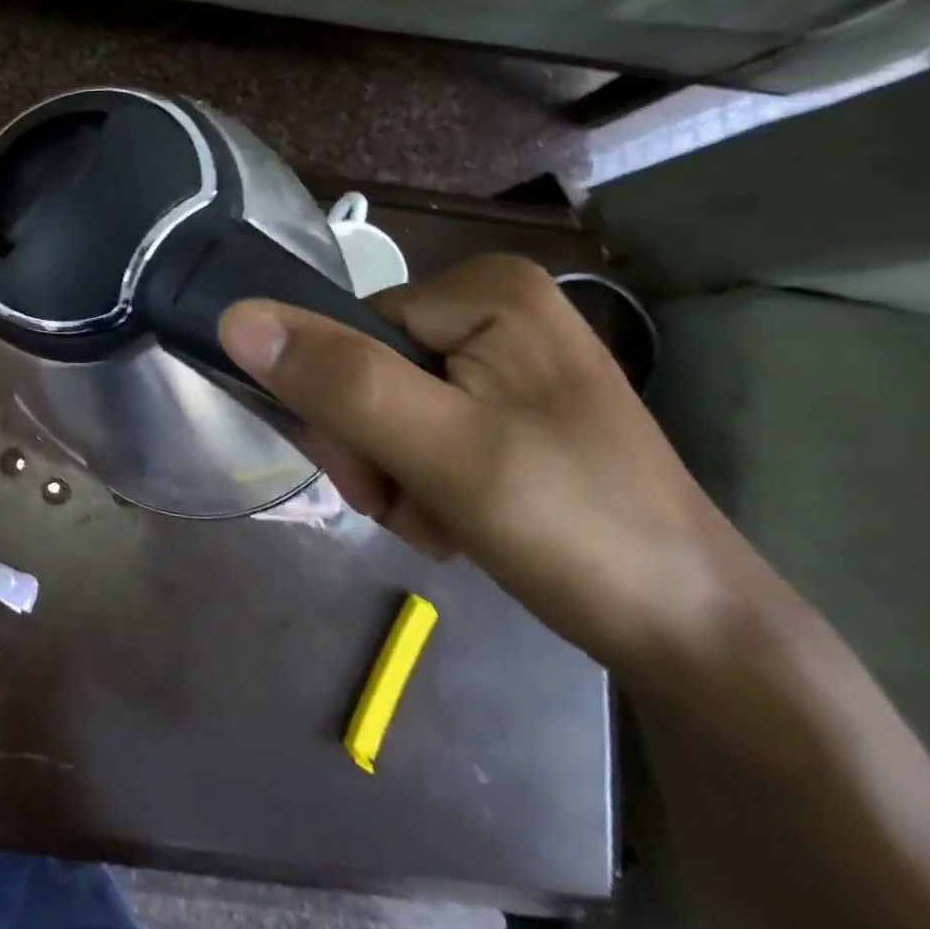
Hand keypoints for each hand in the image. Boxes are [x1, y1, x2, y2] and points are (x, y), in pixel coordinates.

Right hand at [219, 255, 742, 678]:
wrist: (696, 638)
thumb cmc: (577, 530)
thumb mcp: (444, 452)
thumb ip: (339, 382)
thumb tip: (233, 317)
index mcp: (484, 290)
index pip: (344, 334)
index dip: (341, 410)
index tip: (379, 477)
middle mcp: (491, 307)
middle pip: (359, 368)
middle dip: (370, 450)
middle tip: (415, 505)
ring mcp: (500, 356)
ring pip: (378, 404)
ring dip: (389, 473)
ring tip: (442, 520)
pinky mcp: (504, 401)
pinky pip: (414, 425)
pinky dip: (417, 480)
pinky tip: (457, 519)